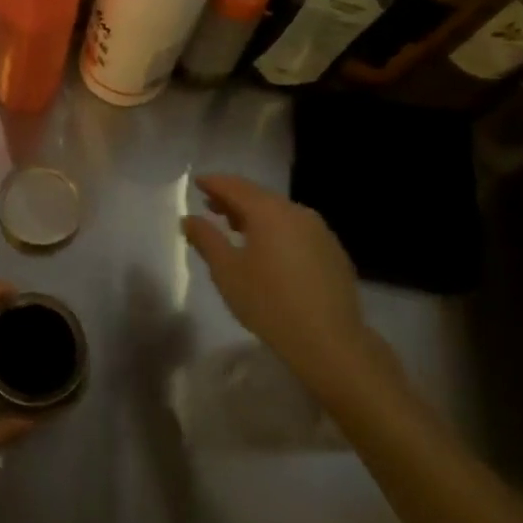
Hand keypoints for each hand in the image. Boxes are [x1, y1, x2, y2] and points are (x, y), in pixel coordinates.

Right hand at [181, 175, 398, 399]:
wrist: (329, 340)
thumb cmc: (268, 302)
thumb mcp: (226, 271)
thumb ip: (206, 239)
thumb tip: (189, 218)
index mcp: (269, 212)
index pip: (235, 186)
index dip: (214, 183)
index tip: (197, 182)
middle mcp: (297, 212)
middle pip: (259, 196)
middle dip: (233, 199)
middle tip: (211, 206)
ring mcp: (320, 231)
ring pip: (280, 213)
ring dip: (255, 216)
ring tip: (236, 228)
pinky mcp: (332, 251)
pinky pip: (297, 230)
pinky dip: (276, 231)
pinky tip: (269, 251)